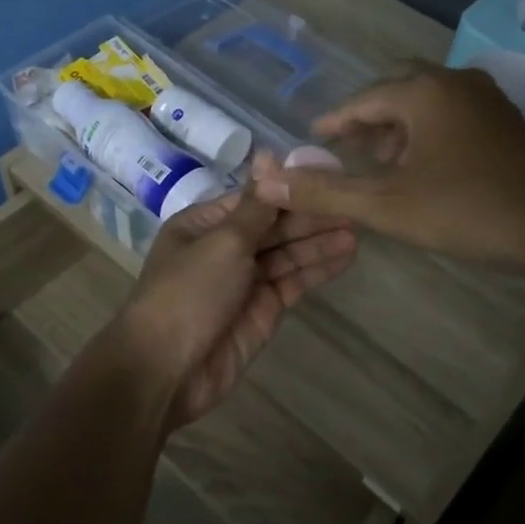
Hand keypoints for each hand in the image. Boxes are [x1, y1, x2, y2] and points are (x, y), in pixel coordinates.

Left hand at [119, 151, 356, 429]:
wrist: (166, 370)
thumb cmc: (189, 293)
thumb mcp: (223, 241)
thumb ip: (256, 205)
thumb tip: (269, 153)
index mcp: (204, 224)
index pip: (255, 198)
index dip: (291, 188)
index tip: (330, 175)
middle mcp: (224, 248)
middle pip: (274, 225)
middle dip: (310, 215)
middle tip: (353, 203)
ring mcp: (244, 281)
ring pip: (287, 253)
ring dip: (319, 240)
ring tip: (358, 226)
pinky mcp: (262, 311)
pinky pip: (293, 282)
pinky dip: (317, 269)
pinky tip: (346, 254)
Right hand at [251, 65, 524, 268]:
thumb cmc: (466, 209)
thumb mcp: (386, 205)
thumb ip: (325, 192)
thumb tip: (267, 180)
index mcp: (424, 91)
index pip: (364, 98)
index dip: (334, 121)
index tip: (314, 139)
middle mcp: (456, 83)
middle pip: (398, 88)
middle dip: (368, 116)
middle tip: (347, 147)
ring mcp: (488, 100)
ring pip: (428, 100)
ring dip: (399, 125)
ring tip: (381, 161)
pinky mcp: (508, 123)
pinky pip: (453, 114)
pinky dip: (428, 131)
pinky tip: (425, 167)